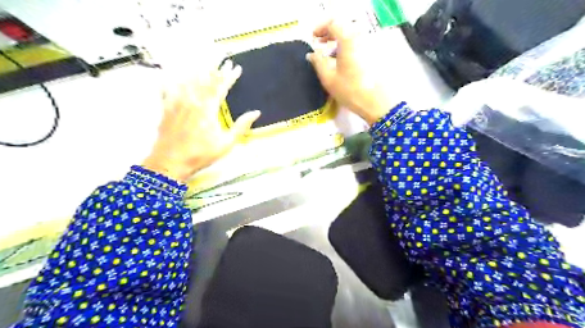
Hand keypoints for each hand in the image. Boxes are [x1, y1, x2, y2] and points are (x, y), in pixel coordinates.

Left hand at [141, 61, 259, 182]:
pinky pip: (167, 88)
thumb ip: (241, 126)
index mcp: (208, 108)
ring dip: (197, 70)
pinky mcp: (166, 108)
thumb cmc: (202, 154)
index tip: (236, 67)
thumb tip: (256, 112)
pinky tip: (169, 73)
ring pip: (188, 80)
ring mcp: (177, 102)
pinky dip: (170, 80)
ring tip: (204, 61)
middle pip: (205, 79)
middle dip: (215, 68)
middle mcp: (192, 100)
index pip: (221, 86)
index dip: (229, 76)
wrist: (171, 162)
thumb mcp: (227, 143)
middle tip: (222, 57)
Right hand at [307, 21, 396, 123]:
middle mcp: (361, 38)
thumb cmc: (350, 90)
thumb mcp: (328, 78)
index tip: (314, 38)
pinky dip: (349, 48)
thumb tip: (312, 54)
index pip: (333, 23)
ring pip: (353, 36)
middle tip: (321, 43)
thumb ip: (318, 62)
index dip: (321, 28)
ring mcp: (371, 46)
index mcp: (348, 39)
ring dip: (340, 41)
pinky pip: (359, 45)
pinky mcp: (376, 56)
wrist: (377, 102)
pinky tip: (344, 61)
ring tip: (331, 54)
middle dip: (331, 33)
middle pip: (345, 27)